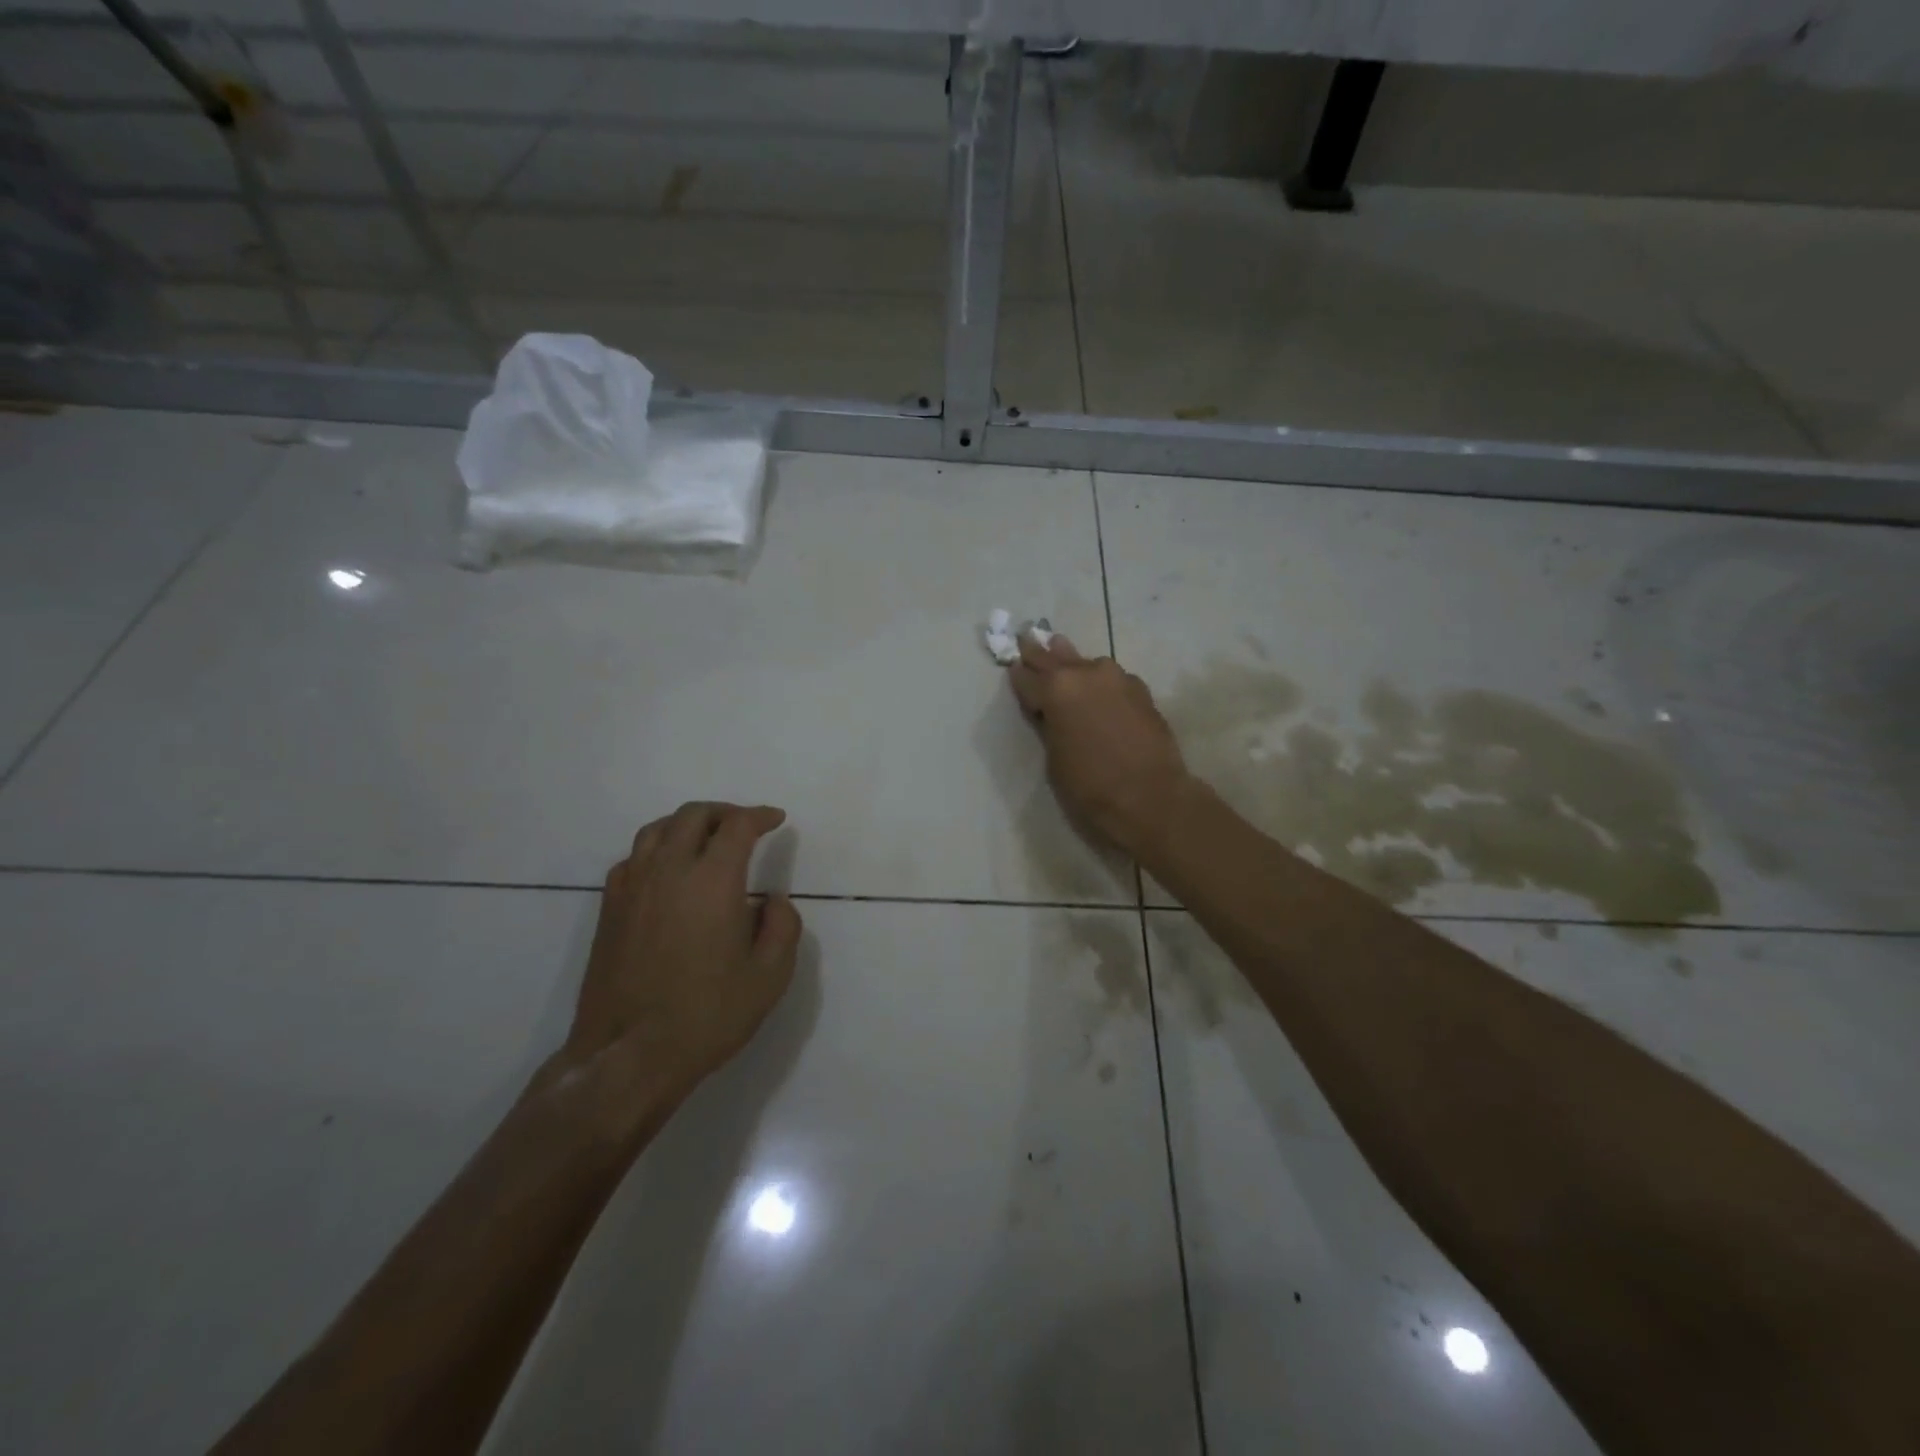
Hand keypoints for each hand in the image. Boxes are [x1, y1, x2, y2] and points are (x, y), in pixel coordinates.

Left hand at [561, 802, 802, 1109]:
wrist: (629, 1056)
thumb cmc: (707, 1015)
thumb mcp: (770, 976)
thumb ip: (783, 926)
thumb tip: (772, 900)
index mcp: (712, 881)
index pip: (737, 826)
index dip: (760, 816)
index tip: (776, 820)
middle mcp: (669, 870)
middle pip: (694, 816)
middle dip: (725, 813)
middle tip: (745, 826)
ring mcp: (632, 887)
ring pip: (657, 830)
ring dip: (687, 824)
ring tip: (706, 839)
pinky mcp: (610, 909)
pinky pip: (633, 857)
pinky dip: (657, 849)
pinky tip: (667, 871)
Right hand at [1008, 631, 1193, 859]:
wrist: (1149, 795)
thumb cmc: (1090, 784)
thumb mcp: (1054, 756)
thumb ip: (1049, 724)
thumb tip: (1048, 709)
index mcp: (1056, 689)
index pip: (1027, 677)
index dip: (1018, 676)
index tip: (1013, 667)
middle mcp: (1085, 673)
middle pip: (1054, 658)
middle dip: (1039, 652)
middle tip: (1028, 638)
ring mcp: (1116, 678)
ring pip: (1087, 663)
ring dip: (1073, 662)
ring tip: (1061, 650)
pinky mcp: (1140, 689)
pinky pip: (1112, 678)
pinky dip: (1100, 680)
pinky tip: (1099, 687)